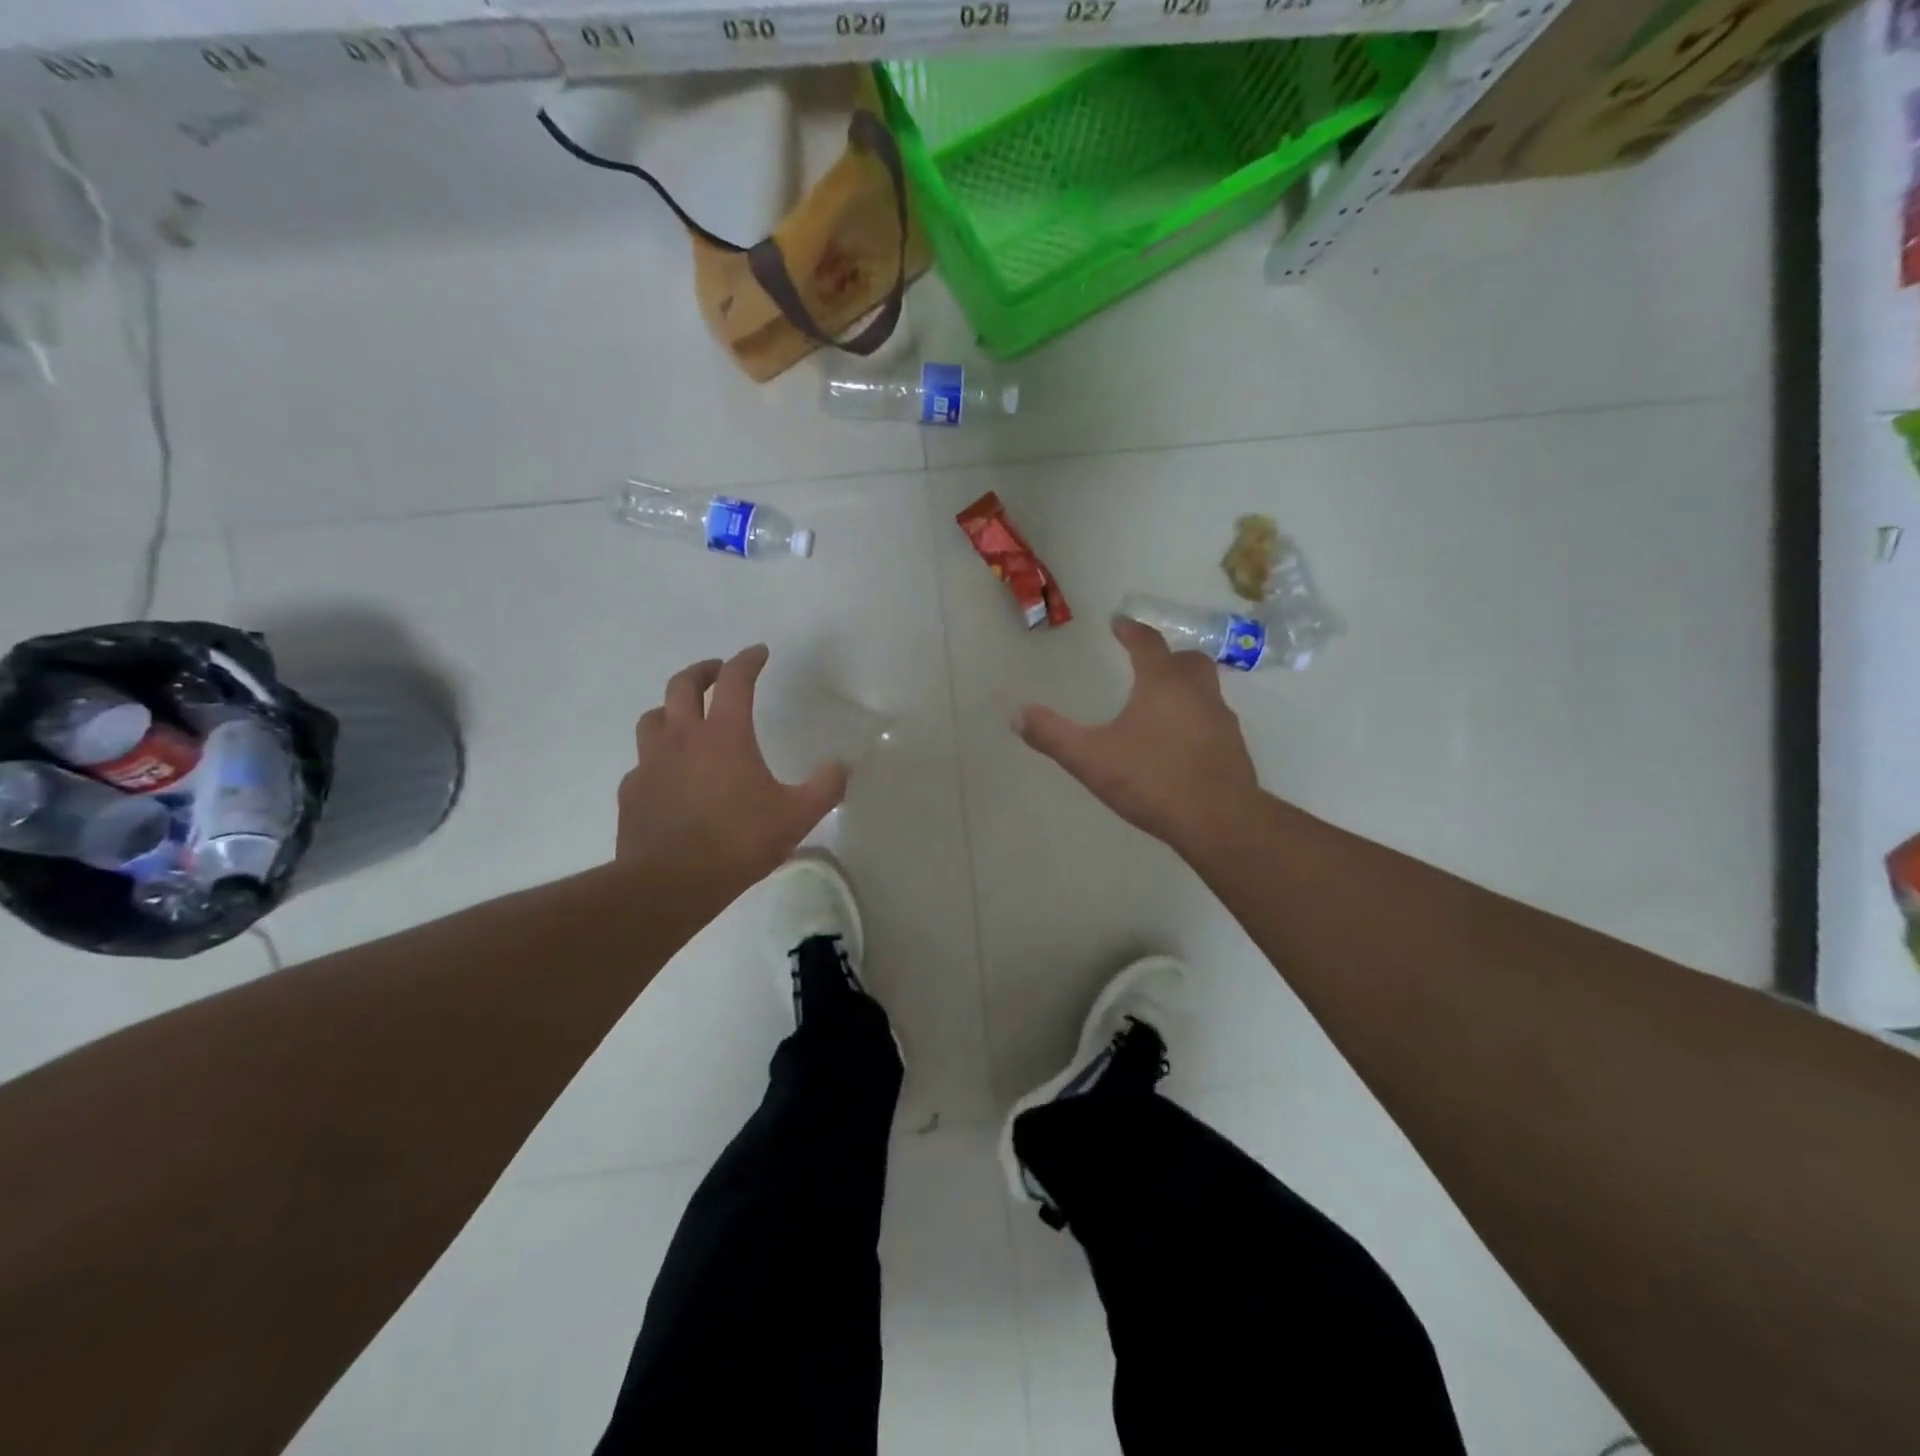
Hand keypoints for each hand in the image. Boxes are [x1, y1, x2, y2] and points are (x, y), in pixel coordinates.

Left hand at [617, 645, 847, 889]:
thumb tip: (842, 765)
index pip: (735, 680)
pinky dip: (658, 757)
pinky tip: (670, 776)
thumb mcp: (796, 817)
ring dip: (672, 708)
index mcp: (724, 735)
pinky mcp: (632, 790)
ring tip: (686, 718)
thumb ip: (824, 787)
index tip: (759, 653)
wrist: (669, 883)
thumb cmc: (737, 842)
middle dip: (703, 671)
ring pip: (654, 717)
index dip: (748, 660)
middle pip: (683, 685)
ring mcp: (651, 762)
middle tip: (717, 672)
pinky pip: (644, 761)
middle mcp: (682, 737)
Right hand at [1015, 616, 1260, 856]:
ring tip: (1162, 703)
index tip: (1120, 623)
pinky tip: (1181, 742)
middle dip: (1167, 655)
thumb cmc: (1152, 780)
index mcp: (1163, 683)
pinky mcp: (1234, 749)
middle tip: (1148, 662)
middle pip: (1187, 659)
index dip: (1131, 630)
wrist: (1219, 821)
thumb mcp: (1090, 759)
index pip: (1147, 643)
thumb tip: (1017, 714)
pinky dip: (1197, 719)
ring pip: (1206, 688)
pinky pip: (1214, 720)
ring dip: (1185, 686)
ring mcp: (1222, 720)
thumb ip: (1052, 735)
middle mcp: (1197, 692)